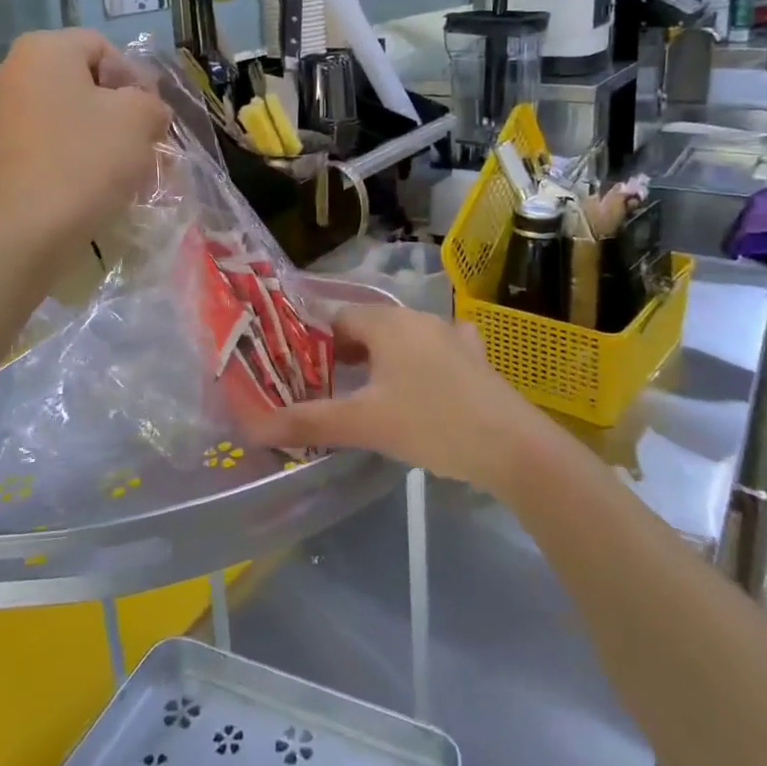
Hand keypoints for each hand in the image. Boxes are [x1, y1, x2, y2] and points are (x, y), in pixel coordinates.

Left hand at [0, 29, 170, 247]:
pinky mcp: (1, 148)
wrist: (30, 229)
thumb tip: (146, 111)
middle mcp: (14, 69)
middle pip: (85, 79)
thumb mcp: (139, 119)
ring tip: (126, 165)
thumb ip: (151, 102)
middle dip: (121, 108)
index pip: (105, 48)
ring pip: (70, 111)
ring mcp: (3, 110)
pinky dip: (77, 150)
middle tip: (144, 141)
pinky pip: (52, 137)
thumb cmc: (87, 159)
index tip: (152, 116)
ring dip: (102, 132)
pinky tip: (98, 179)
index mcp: (44, 49)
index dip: (136, 78)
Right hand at [240, 304, 550, 495]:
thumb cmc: (431, 424)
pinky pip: (435, 350)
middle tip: (329, 387)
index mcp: (389, 323)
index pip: (339, 318)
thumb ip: (308, 421)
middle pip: (370, 327)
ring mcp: (452, 335)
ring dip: (382, 359)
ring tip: (367, 392)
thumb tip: (254, 426)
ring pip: (402, 339)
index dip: (316, 343)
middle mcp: (419, 318)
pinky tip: (420, 387)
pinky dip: (419, 364)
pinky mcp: (475, 358)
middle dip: (346, 353)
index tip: (303, 373)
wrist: (512, 447)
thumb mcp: (364, 424)